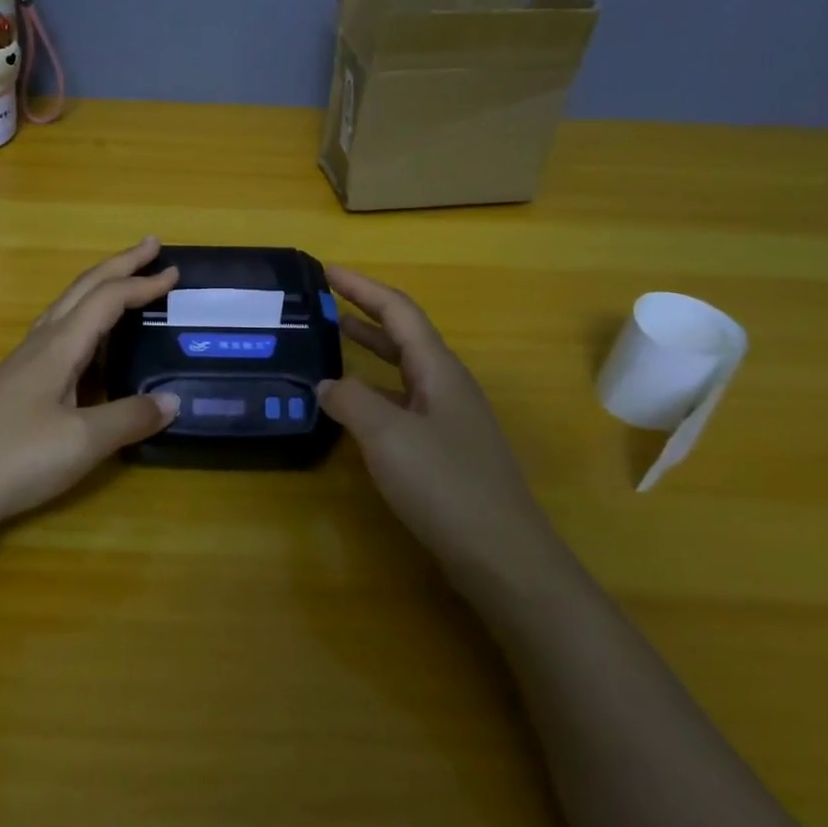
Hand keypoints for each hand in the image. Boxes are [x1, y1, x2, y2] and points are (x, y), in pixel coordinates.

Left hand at [0, 237, 181, 528]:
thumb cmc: (12, 457)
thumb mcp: (81, 441)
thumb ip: (129, 417)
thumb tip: (173, 401)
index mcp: (59, 346)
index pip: (107, 299)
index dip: (143, 283)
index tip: (176, 273)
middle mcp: (41, 344)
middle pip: (83, 289)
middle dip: (119, 265)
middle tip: (151, 247)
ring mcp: (24, 365)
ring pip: (67, 310)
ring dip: (101, 291)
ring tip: (127, 288)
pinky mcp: (15, 387)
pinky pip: (59, 338)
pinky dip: (87, 326)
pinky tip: (91, 351)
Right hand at [318, 265, 557, 590]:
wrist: (503, 556)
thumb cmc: (446, 485)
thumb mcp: (387, 436)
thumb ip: (351, 401)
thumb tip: (327, 385)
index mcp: (439, 370)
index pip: (398, 310)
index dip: (361, 287)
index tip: (326, 270)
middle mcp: (447, 385)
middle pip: (403, 334)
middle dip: (364, 312)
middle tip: (324, 301)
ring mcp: (449, 418)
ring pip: (403, 370)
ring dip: (370, 350)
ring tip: (332, 341)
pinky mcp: (446, 450)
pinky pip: (403, 403)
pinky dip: (374, 392)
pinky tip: (353, 408)